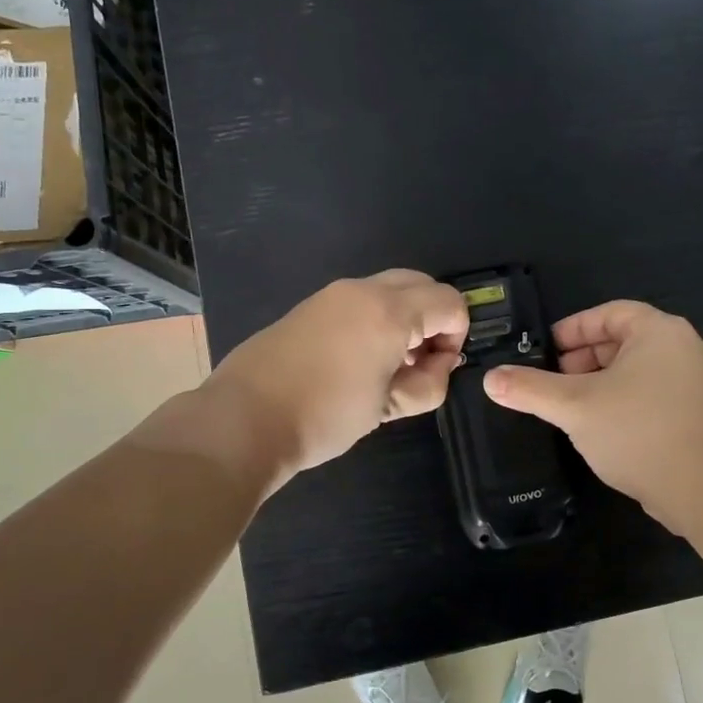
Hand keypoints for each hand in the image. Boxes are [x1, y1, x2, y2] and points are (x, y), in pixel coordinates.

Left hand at [205, 270, 468, 484]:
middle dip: (434, 318)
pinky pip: (362, 298)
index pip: (450, 302)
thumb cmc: (325, 415)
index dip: (457, 335)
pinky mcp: (312, 304)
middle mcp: (364, 290)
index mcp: (390, 312)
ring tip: (390, 363)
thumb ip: (429, 383)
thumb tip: (441, 364)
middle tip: (421, 361)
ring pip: (391, 287)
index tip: (439, 368)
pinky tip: (359, 358)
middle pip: (423, 284)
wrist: (244, 418)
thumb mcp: (388, 407)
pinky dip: (378, 316)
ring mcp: (333, 293)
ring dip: (406, 316)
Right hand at [483, 301, 702, 530]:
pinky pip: (652, 394)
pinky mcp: (699, 414)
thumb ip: (530, 389)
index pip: (609, 314)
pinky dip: (623, 401)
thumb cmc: (637, 431)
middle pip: (623, 341)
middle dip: (583, 359)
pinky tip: (601, 428)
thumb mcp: (574, 406)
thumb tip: (490, 379)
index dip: (573, 329)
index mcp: (659, 331)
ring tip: (571, 407)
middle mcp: (683, 348)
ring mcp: (696, 383)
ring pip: (637, 371)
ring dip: (601, 383)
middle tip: (553, 381)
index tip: (545, 349)